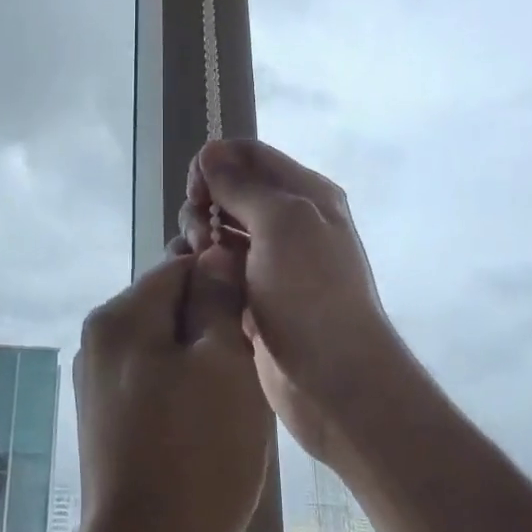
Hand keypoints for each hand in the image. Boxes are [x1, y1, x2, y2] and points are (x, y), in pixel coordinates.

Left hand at [72, 249, 271, 531]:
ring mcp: (99, 385)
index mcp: (118, 316)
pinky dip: (187, 393)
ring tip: (235, 403)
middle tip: (250, 366)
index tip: (258, 316)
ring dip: (204, 362)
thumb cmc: (197, 455)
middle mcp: (99, 341)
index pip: (179, 266)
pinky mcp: (108, 424)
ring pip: (166, 347)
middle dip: (214, 326)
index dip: (224, 281)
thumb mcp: (223, 363)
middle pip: (170, 306)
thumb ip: (218, 298)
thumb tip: (214, 252)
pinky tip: (212, 429)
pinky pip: (156, 384)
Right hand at [178, 139, 412, 471]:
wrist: (335, 380)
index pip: (249, 154)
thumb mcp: (282, 222)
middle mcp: (289, 220)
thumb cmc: (312, 292)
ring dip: (200, 235)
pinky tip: (196, 278)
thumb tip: (211, 152)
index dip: (216, 163)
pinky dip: (203, 264)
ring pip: (219, 228)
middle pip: (229, 189)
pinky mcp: (254, 293)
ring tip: (201, 262)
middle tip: (201, 233)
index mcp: (304, 193)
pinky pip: (218, 265)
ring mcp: (271, 260)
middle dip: (205, 203)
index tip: (195, 190)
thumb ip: (243, 185)